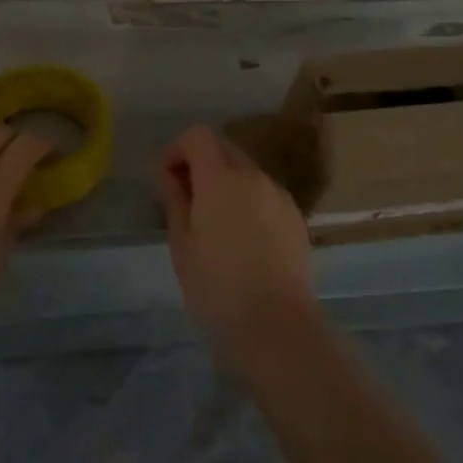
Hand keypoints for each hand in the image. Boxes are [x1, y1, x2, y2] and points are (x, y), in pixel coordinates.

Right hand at [155, 126, 319, 365]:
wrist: (277, 326)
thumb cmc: (217, 288)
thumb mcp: (182, 245)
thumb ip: (174, 200)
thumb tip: (168, 174)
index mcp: (221, 179)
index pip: (198, 136)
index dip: (177, 148)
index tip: (166, 177)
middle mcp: (254, 177)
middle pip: (224, 148)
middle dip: (201, 163)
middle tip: (185, 198)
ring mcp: (279, 196)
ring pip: (247, 172)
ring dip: (226, 182)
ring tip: (214, 222)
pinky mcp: (296, 218)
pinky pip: (265, 195)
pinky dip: (248, 201)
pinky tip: (243, 238)